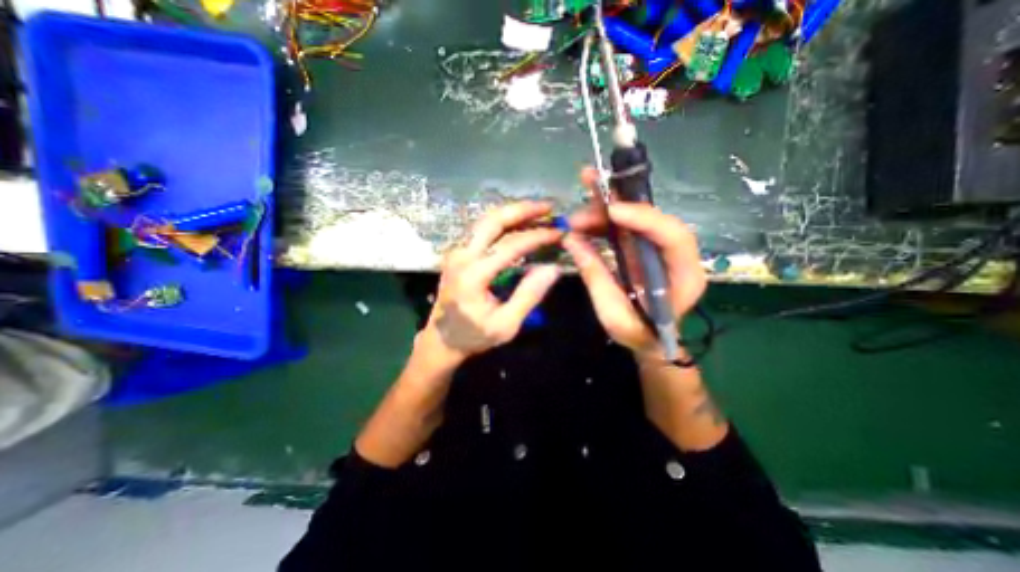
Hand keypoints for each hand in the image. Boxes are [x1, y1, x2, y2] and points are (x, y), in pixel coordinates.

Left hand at [423, 200, 566, 368]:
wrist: (442, 339)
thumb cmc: (474, 336)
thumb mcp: (506, 325)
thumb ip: (528, 296)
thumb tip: (552, 268)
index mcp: (473, 275)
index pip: (510, 246)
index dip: (537, 236)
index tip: (559, 233)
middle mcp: (461, 256)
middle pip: (492, 221)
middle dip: (522, 210)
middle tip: (547, 207)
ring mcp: (455, 251)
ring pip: (484, 220)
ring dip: (511, 213)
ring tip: (537, 211)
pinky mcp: (456, 252)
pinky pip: (480, 228)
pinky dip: (501, 221)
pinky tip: (517, 222)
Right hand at [557, 168, 711, 358]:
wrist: (648, 341)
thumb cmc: (637, 333)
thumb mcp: (613, 314)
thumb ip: (595, 276)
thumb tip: (571, 240)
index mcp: (683, 276)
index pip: (675, 237)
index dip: (645, 218)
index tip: (612, 211)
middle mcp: (675, 256)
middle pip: (653, 219)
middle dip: (619, 204)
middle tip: (586, 195)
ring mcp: (658, 250)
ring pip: (636, 220)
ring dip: (606, 211)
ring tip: (576, 215)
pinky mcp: (642, 250)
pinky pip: (625, 229)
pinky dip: (604, 222)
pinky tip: (583, 222)